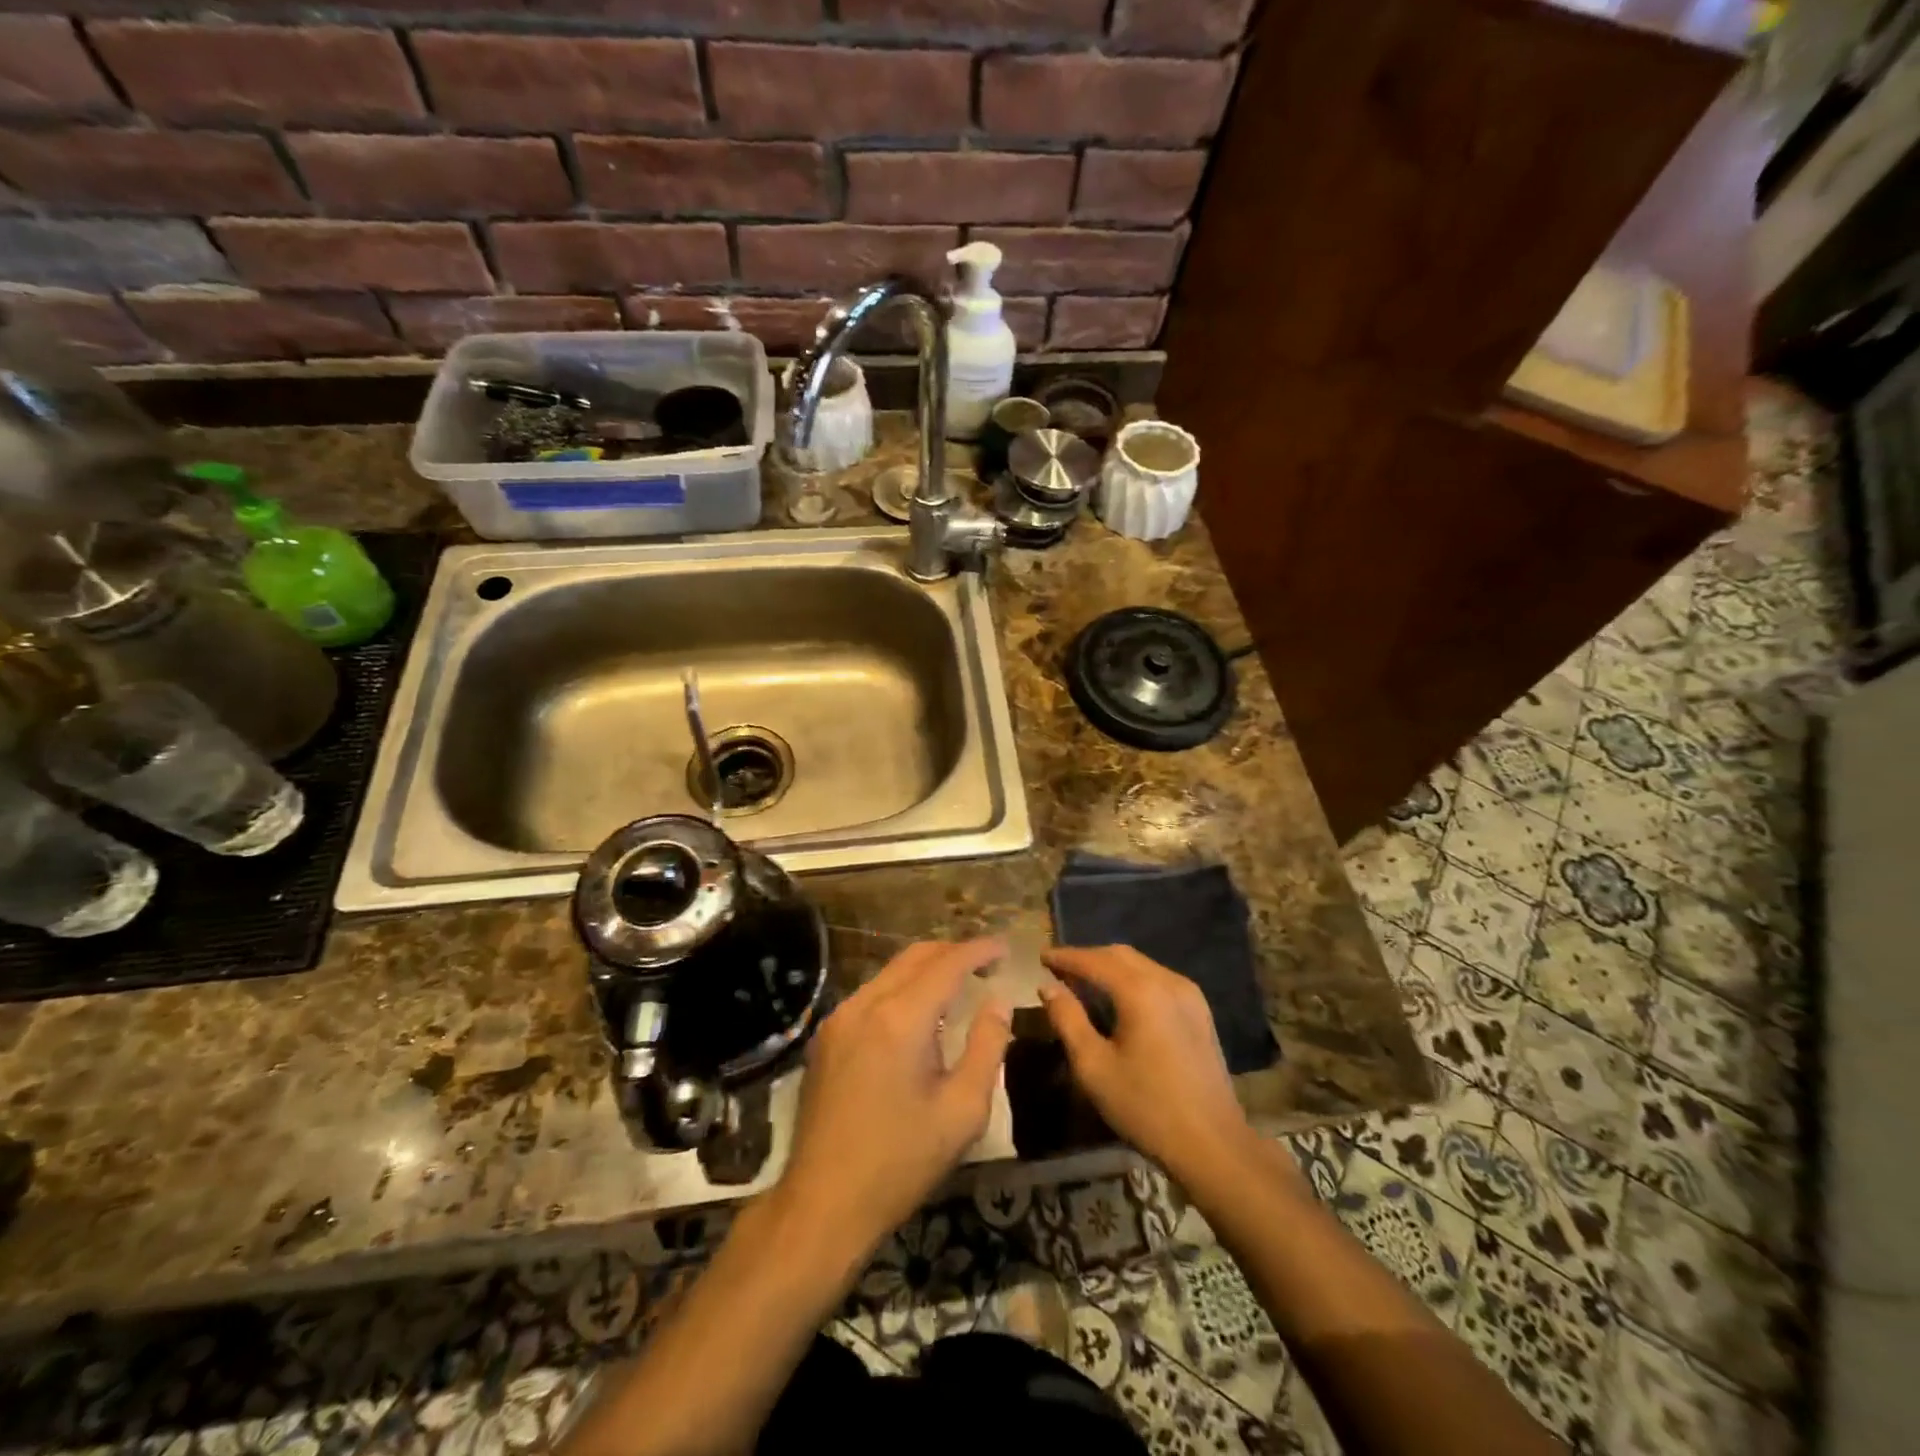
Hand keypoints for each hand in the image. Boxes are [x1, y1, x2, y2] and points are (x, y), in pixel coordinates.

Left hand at [777, 938, 1011, 1260]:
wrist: (823, 1203)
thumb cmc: (901, 1162)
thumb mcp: (962, 1111)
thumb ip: (987, 1047)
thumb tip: (998, 1003)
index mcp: (901, 1018)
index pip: (948, 963)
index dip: (979, 950)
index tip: (1006, 949)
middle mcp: (865, 1004)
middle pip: (915, 956)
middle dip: (954, 952)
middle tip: (986, 965)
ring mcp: (839, 1018)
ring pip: (890, 972)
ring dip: (926, 970)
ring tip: (957, 986)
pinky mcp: (825, 1037)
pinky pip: (871, 994)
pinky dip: (901, 990)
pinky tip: (917, 1015)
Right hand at [1040, 945, 1255, 1180]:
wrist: (1213, 1145)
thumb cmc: (1146, 1107)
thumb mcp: (1094, 1067)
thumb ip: (1068, 1020)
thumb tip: (1048, 987)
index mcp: (1140, 991)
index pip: (1094, 961)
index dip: (1065, 957)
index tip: (1041, 956)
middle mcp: (1167, 981)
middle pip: (1120, 955)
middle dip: (1087, 957)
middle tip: (1059, 969)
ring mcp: (1189, 995)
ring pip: (1141, 965)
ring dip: (1110, 967)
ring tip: (1083, 982)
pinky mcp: (1200, 1012)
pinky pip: (1158, 980)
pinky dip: (1132, 980)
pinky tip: (1119, 999)